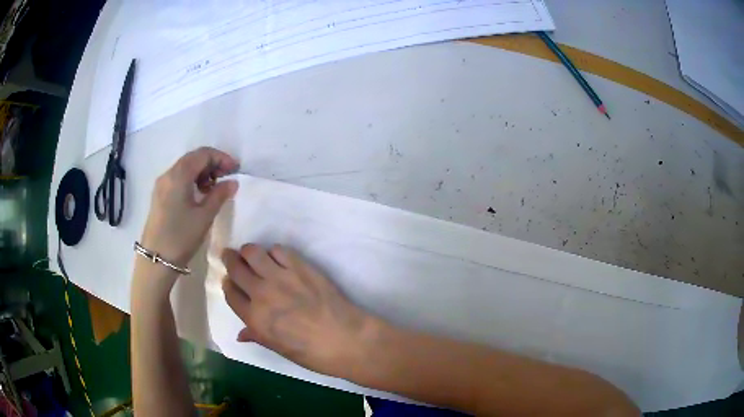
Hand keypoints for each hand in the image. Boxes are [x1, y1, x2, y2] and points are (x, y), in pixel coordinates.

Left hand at [141, 147, 238, 266]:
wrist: (156, 259)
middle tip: (227, 178)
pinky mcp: (159, 195)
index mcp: (179, 175)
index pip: (203, 154)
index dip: (221, 158)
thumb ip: (220, 195)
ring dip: (202, 172)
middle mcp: (168, 174)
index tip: (236, 170)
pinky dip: (192, 180)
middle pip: (193, 158)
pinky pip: (178, 178)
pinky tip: (199, 195)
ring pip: (185, 168)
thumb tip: (232, 182)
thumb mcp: (204, 216)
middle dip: (212, 164)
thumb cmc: (181, 236)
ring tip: (214, 189)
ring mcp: (162, 184)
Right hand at [222, 244, 373, 376]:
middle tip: (230, 256)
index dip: (227, 284)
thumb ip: (257, 336)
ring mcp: (280, 277)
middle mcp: (261, 294)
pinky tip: (277, 258)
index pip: (230, 293)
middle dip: (230, 260)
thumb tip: (240, 335)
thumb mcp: (280, 349)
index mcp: (254, 318)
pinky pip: (279, 250)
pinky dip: (273, 252)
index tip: (229, 281)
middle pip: (236, 268)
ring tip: (251, 255)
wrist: (346, 339)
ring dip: (248, 252)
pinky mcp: (300, 266)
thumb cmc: (313, 353)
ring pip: (253, 252)